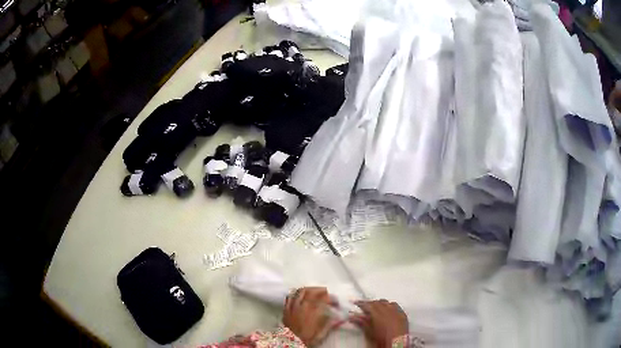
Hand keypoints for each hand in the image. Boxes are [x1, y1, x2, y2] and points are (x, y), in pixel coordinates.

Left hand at [283, 287, 339, 345]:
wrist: (290, 342)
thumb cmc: (307, 338)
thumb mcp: (322, 333)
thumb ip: (331, 324)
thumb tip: (341, 319)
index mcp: (313, 311)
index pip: (325, 299)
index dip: (332, 299)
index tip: (336, 303)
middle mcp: (303, 305)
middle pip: (312, 291)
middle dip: (321, 290)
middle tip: (327, 293)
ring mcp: (293, 306)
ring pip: (300, 291)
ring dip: (309, 289)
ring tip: (314, 291)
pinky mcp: (286, 308)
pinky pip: (290, 296)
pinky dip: (296, 294)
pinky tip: (300, 295)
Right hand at [350, 299, 408, 347]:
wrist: (397, 344)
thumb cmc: (382, 340)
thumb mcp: (369, 332)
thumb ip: (362, 322)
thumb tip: (353, 316)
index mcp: (378, 315)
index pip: (368, 305)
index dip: (361, 303)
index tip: (356, 302)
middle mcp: (388, 310)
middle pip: (377, 302)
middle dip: (370, 303)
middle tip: (364, 306)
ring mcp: (397, 311)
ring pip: (387, 302)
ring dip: (380, 304)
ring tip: (375, 307)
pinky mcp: (403, 314)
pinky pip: (396, 306)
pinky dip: (390, 306)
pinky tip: (388, 309)